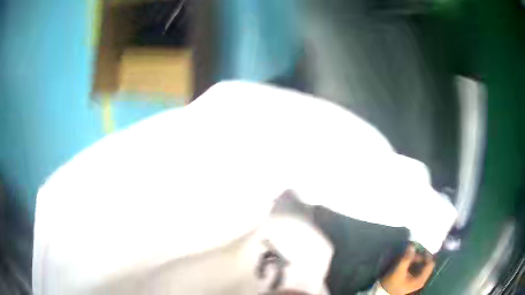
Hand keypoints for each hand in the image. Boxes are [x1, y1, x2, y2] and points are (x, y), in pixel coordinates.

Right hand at [380, 244, 434, 294]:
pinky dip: (414, 263)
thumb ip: (406, 258)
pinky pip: (418, 268)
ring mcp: (418, 280)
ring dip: (417, 259)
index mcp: (421, 279)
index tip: (419, 248)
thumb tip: (412, 245)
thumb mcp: (398, 271)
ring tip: (408, 256)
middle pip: (426, 263)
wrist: (383, 293)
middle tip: (411, 253)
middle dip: (420, 257)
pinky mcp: (413, 279)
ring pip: (422, 265)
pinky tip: (407, 262)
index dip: (426, 254)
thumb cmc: (392, 283)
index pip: (430, 263)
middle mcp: (422, 279)